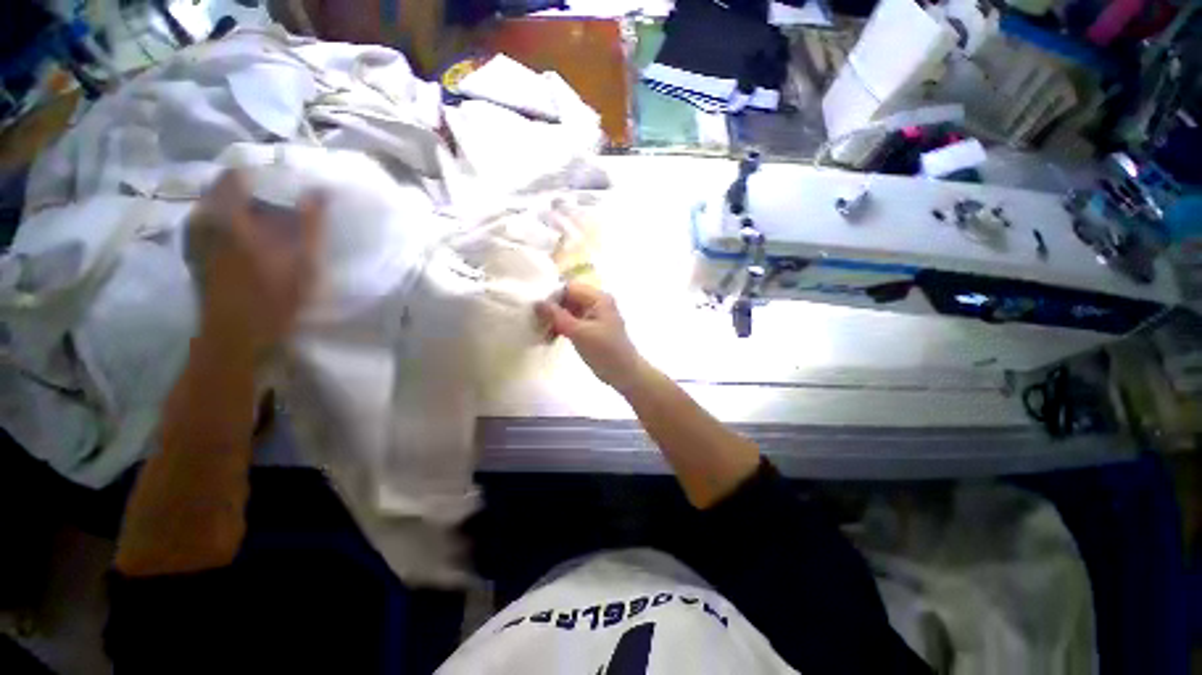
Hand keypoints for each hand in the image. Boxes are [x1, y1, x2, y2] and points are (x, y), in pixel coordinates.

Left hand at [190, 170, 324, 354]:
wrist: (235, 337)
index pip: (237, 174)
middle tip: (282, 206)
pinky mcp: (194, 253)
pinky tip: (251, 241)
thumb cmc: (272, 298)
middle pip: (226, 190)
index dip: (261, 175)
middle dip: (254, 192)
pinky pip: (211, 224)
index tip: (284, 184)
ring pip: (217, 207)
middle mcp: (204, 220)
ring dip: (242, 209)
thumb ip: (310, 224)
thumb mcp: (302, 261)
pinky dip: (230, 224)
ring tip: (270, 224)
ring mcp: (195, 238)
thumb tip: (319, 191)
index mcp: (227, 216)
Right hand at [535, 283, 645, 391]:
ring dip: (554, 320)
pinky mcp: (590, 329)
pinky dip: (561, 328)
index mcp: (598, 298)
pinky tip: (548, 337)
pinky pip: (572, 322)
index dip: (552, 295)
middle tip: (534, 320)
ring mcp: (594, 316)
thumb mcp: (579, 333)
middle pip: (568, 298)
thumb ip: (558, 316)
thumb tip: (537, 303)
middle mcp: (596, 303)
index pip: (569, 287)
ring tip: (539, 331)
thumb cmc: (605, 351)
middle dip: (552, 309)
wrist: (624, 374)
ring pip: (568, 311)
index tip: (535, 307)